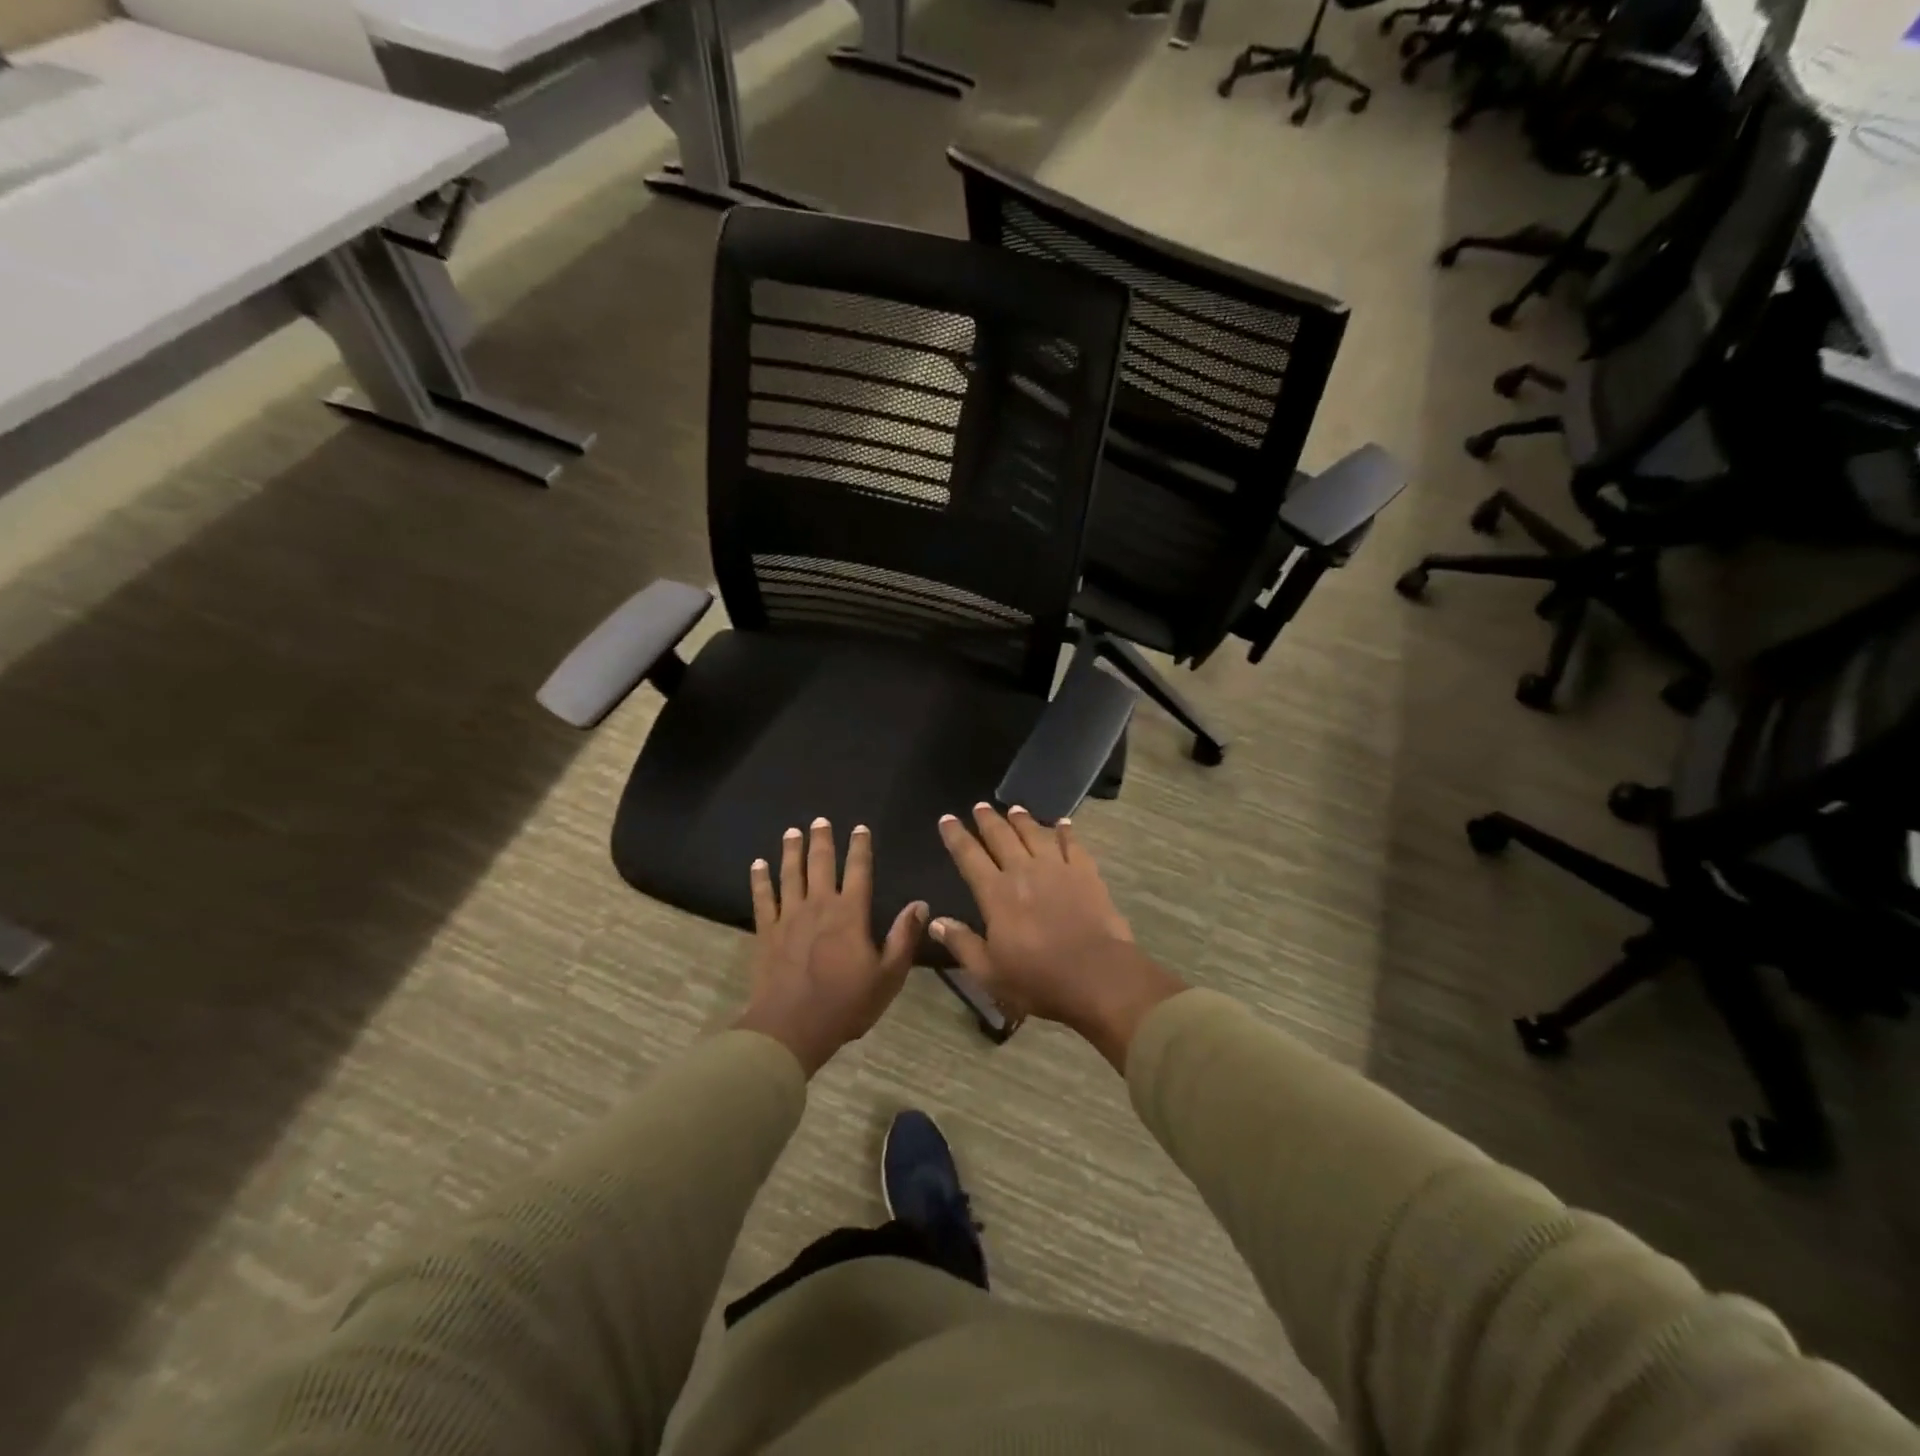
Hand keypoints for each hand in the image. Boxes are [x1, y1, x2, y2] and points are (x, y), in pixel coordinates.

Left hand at [734, 818, 925, 1076]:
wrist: (791, 1028)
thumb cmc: (846, 1004)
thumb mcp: (888, 976)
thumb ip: (903, 937)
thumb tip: (920, 904)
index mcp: (851, 914)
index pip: (859, 871)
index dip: (860, 847)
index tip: (860, 828)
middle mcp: (819, 905)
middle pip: (821, 864)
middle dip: (822, 840)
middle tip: (820, 820)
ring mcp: (789, 916)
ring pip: (791, 874)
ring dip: (792, 851)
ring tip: (793, 832)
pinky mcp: (766, 931)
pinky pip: (762, 898)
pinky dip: (760, 879)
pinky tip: (757, 864)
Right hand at [933, 804, 1184, 1070]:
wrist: (1097, 975)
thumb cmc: (1038, 979)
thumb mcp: (989, 972)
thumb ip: (962, 943)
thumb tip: (936, 921)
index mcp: (996, 894)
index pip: (969, 856)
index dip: (956, 836)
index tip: (947, 818)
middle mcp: (1023, 871)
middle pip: (1002, 837)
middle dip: (988, 820)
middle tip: (980, 806)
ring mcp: (1057, 869)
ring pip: (1035, 834)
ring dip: (1023, 820)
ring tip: (1015, 808)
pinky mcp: (1086, 873)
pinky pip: (1073, 844)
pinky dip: (1066, 831)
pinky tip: (1062, 823)